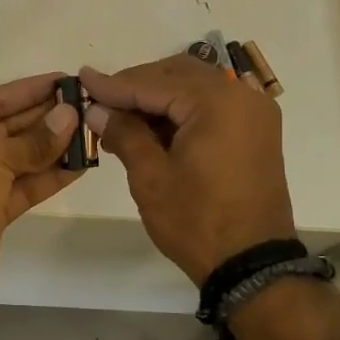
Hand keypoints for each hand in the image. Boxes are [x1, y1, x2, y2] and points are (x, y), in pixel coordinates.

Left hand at [0, 71, 84, 307]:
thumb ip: (34, 140)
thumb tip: (70, 116)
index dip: (28, 91)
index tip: (62, 81)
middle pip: (7, 129)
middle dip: (44, 118)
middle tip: (84, 105)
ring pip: (19, 160)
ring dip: (53, 148)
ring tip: (90, 132)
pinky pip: (24, 188)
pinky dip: (49, 177)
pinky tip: (81, 164)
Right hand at [80, 55, 295, 285]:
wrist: (251, 265)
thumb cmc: (197, 221)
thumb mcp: (151, 177)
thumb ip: (124, 134)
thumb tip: (97, 110)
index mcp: (217, 102)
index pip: (154, 83)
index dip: (114, 85)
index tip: (82, 80)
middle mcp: (242, 96)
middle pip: (178, 74)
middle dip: (137, 86)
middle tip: (100, 101)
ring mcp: (254, 113)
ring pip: (195, 87)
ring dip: (158, 97)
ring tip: (120, 119)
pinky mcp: (256, 131)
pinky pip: (212, 105)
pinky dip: (182, 110)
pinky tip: (152, 129)